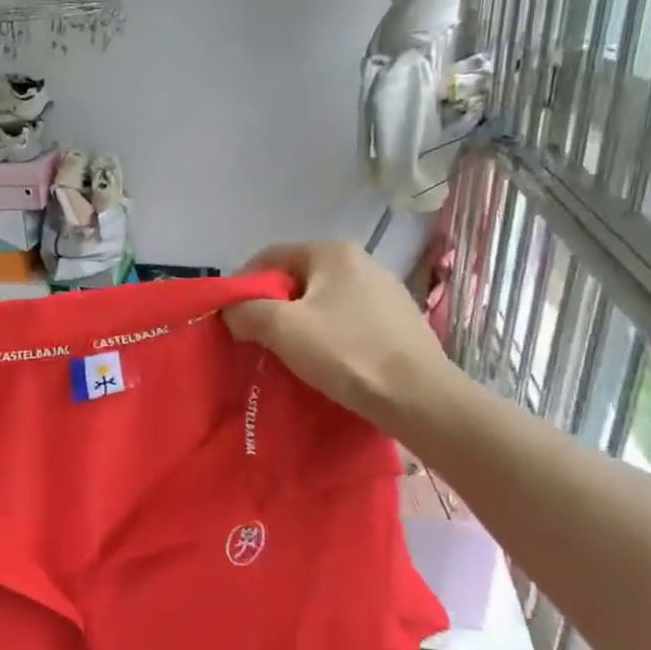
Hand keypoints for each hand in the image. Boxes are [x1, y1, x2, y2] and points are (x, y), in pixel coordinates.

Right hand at [224, 242, 453, 434]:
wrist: (419, 397)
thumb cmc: (346, 352)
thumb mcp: (282, 328)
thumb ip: (246, 311)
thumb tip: (231, 312)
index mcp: (333, 252)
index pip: (271, 256)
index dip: (243, 284)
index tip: (232, 317)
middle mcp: (362, 262)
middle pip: (297, 279)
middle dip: (272, 306)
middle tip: (257, 339)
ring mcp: (385, 292)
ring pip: (323, 302)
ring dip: (300, 323)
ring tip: (288, 354)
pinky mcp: (399, 322)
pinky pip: (348, 321)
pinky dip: (329, 336)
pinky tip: (327, 362)